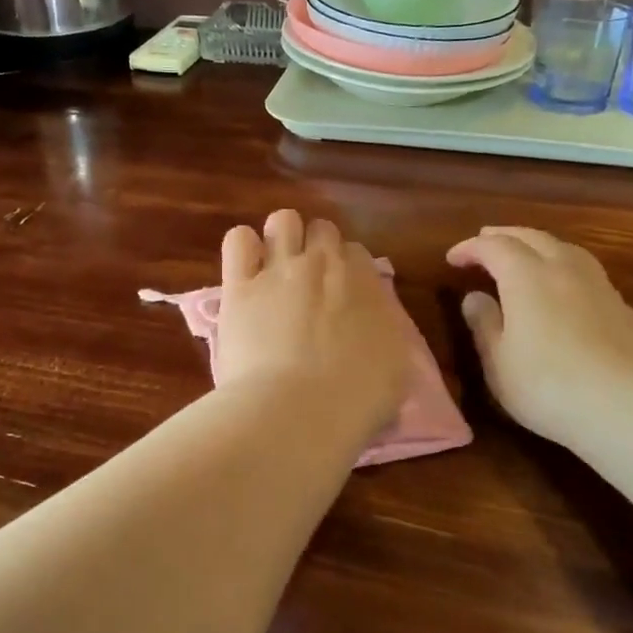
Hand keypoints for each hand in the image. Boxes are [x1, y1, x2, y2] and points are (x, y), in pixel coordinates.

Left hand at [215, 210, 411, 438]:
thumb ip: (384, 335)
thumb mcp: (395, 369)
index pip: (357, 253)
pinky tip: (245, 271)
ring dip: (282, 238)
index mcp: (366, 283)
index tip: (341, 296)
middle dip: (316, 248)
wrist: (298, 411)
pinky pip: (238, 239)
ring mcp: (279, 269)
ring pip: (283, 220)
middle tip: (310, 283)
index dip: (347, 271)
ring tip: (276, 268)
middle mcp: (324, 264)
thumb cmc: (356, 401)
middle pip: (322, 229)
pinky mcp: (238, 285)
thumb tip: (375, 330)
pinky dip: (243, 248)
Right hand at [447, 226, 632, 449]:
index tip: (453, 258)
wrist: (628, 407)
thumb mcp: (498, 361)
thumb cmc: (547, 385)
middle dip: (506, 235)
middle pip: (533, 238)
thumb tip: (475, 297)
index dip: (471, 248)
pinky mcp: (625, 310)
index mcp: (527, 277)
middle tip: (486, 240)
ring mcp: (600, 287)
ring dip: (540, 245)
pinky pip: (588, 274)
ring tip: (528, 254)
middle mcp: (564, 270)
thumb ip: (484, 324)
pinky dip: (566, 269)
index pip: (494, 247)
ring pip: (567, 249)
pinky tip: (566, 290)